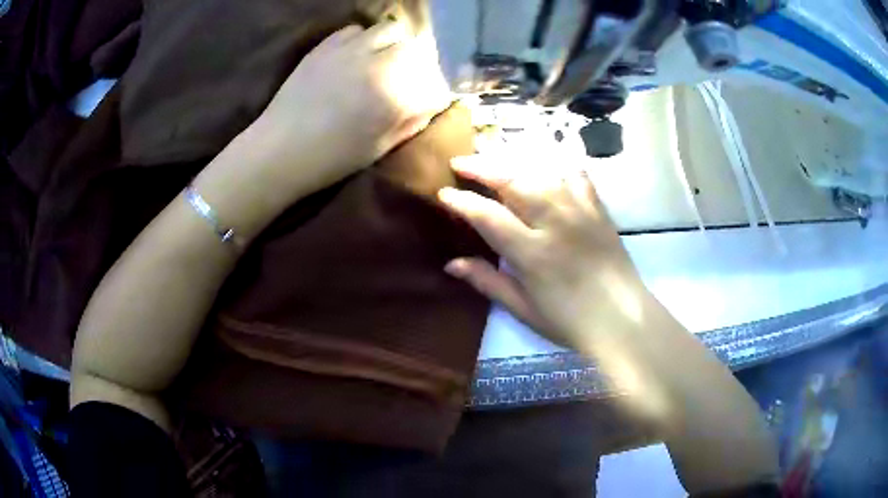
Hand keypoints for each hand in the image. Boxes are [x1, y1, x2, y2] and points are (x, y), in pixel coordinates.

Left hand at [259, 20, 452, 186]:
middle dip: (418, 63)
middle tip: (407, 77)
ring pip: (390, 30)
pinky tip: (356, 55)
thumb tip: (430, 102)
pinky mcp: (327, 46)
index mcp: (396, 98)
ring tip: (383, 59)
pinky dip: (364, 39)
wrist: (280, 150)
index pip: (435, 82)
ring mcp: (351, 51)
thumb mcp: (380, 148)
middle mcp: (379, 66)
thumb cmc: (331, 158)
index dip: (435, 90)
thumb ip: (411, 121)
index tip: (428, 99)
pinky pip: (357, 29)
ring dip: (394, 44)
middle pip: (417, 49)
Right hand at [438, 152, 651, 349]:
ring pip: (540, 172)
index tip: (443, 194)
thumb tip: (451, 264)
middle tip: (460, 163)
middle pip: (513, 181)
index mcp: (532, 253)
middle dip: (481, 167)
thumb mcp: (523, 309)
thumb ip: (488, 282)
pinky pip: (576, 175)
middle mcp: (555, 222)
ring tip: (494, 161)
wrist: (622, 318)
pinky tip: (546, 167)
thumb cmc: (570, 321)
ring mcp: (580, 211)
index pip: (487, 215)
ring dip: (512, 163)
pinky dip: (557, 167)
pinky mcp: (598, 209)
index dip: (461, 201)